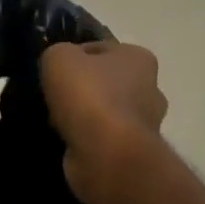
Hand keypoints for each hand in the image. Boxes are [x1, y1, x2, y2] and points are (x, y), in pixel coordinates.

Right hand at [41, 40, 167, 203]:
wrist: (107, 154)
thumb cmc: (88, 95)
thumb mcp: (59, 57)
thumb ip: (58, 53)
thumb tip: (61, 66)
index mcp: (139, 58)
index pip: (100, 49)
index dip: (74, 57)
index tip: (54, 71)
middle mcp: (150, 88)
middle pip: (106, 82)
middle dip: (83, 89)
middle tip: (54, 97)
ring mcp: (145, 124)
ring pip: (105, 112)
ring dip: (84, 116)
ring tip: (55, 121)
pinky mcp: (134, 152)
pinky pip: (103, 138)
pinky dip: (87, 139)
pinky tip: (66, 140)